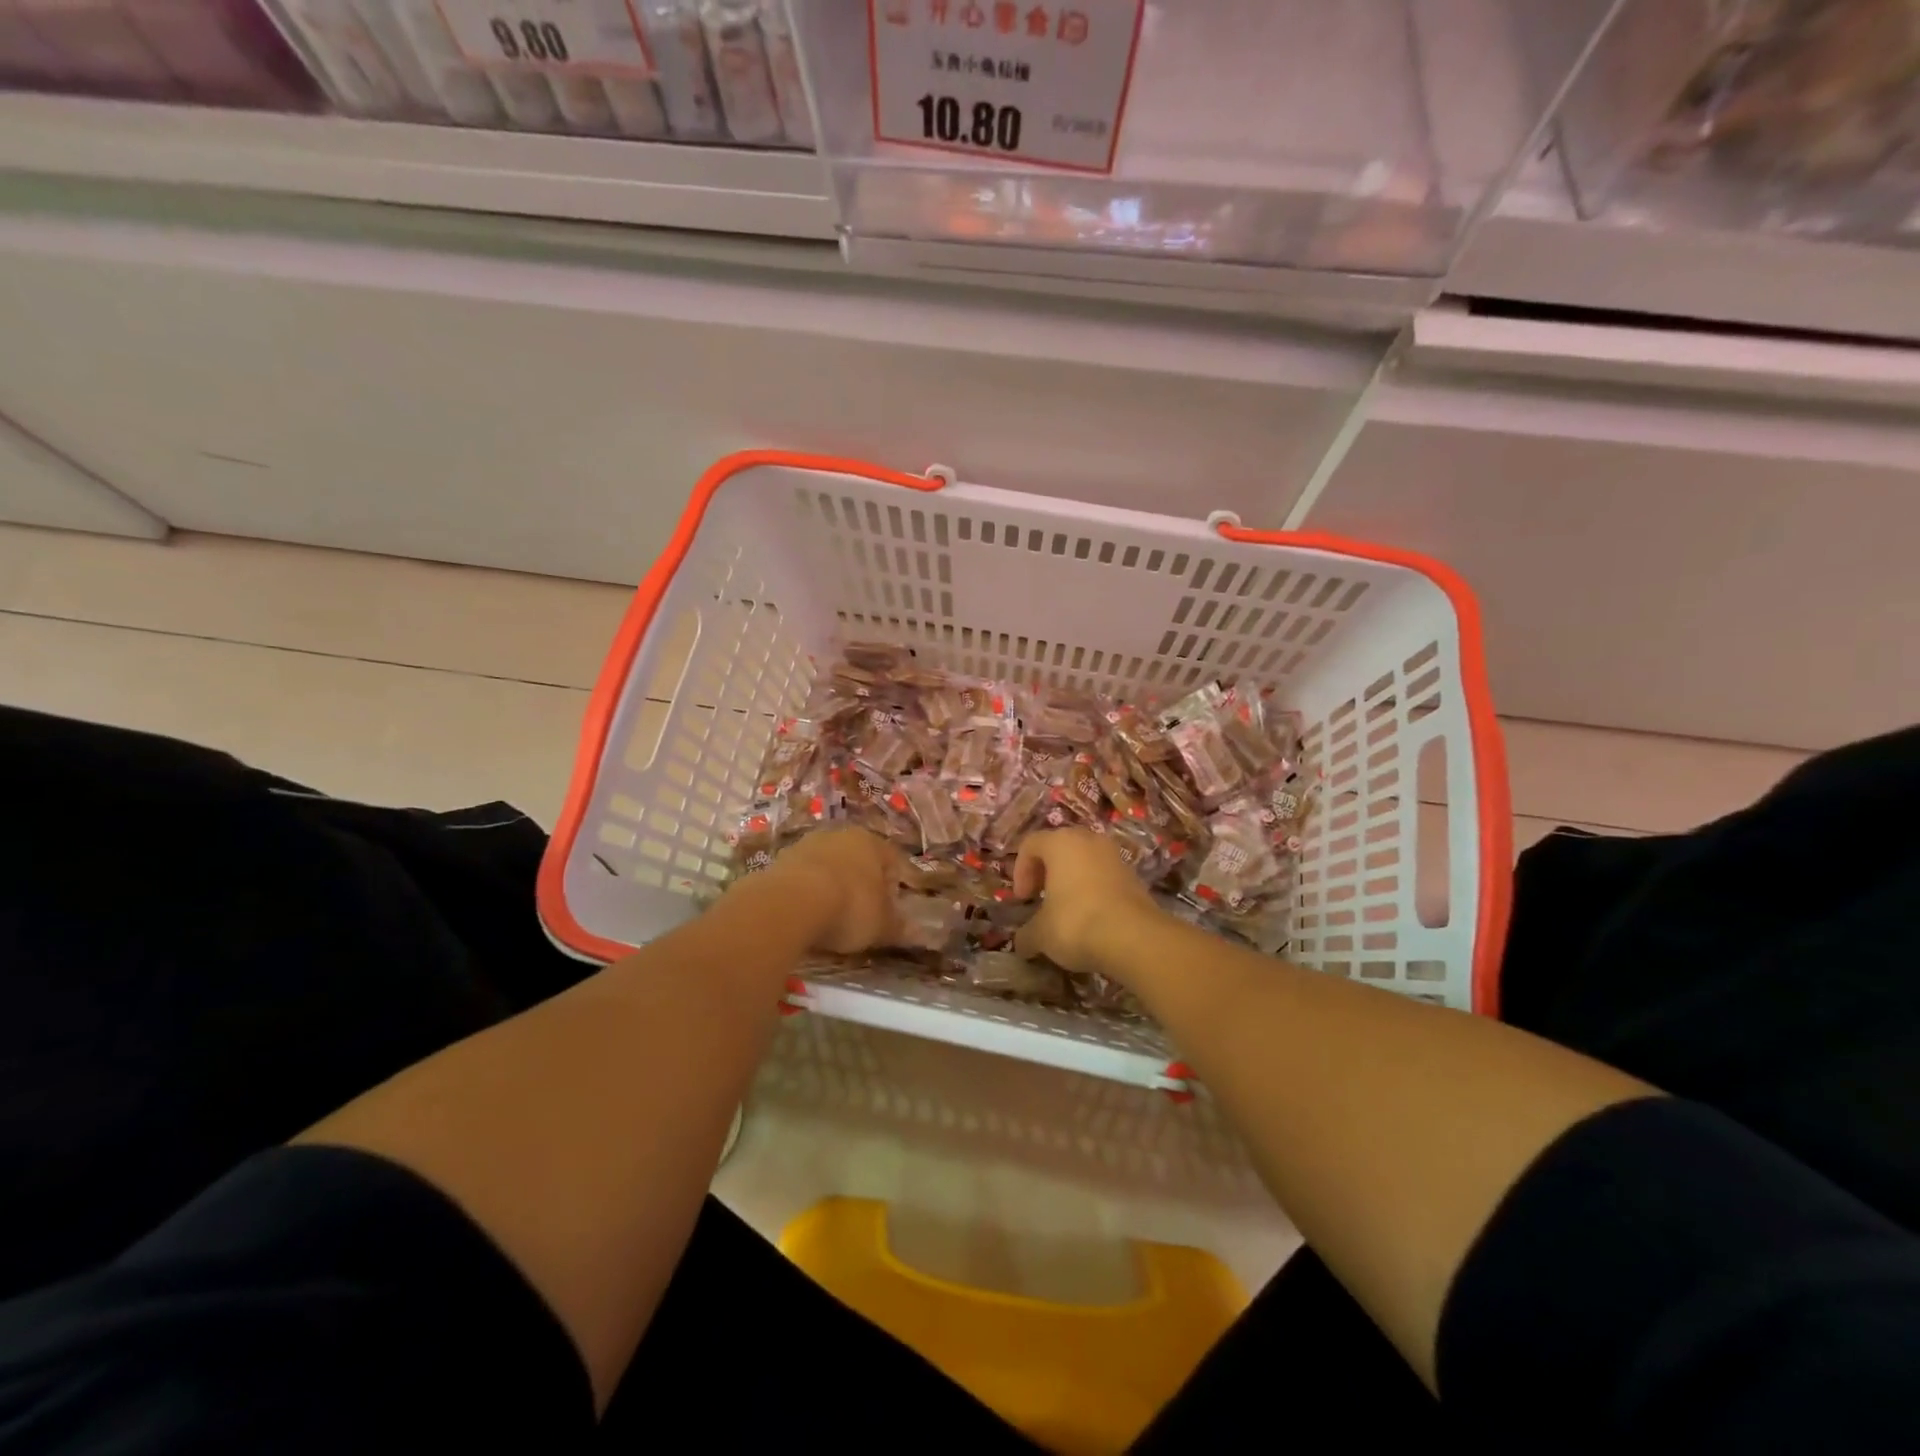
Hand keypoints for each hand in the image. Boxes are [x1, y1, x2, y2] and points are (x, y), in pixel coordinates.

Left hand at [761, 828, 902, 954]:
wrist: (790, 903)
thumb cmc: (850, 907)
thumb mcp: (881, 925)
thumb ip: (898, 927)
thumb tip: (916, 932)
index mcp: (872, 842)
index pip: (892, 860)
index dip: (894, 885)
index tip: (892, 909)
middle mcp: (840, 835)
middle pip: (857, 859)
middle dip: (861, 882)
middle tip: (863, 912)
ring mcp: (806, 844)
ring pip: (828, 865)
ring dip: (832, 885)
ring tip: (831, 915)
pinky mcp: (779, 860)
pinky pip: (802, 877)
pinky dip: (807, 892)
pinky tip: (807, 914)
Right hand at [1011, 828, 1160, 977]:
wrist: (1135, 938)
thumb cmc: (1076, 923)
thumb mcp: (1041, 934)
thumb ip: (1026, 934)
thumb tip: (1022, 943)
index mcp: (1060, 842)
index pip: (1030, 844)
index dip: (1020, 871)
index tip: (1023, 900)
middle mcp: (1088, 840)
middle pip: (1059, 848)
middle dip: (1046, 873)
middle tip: (1040, 899)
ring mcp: (1114, 856)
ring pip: (1084, 861)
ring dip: (1071, 881)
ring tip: (1066, 910)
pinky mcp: (1134, 875)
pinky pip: (1103, 876)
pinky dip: (1092, 891)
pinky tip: (1091, 918)